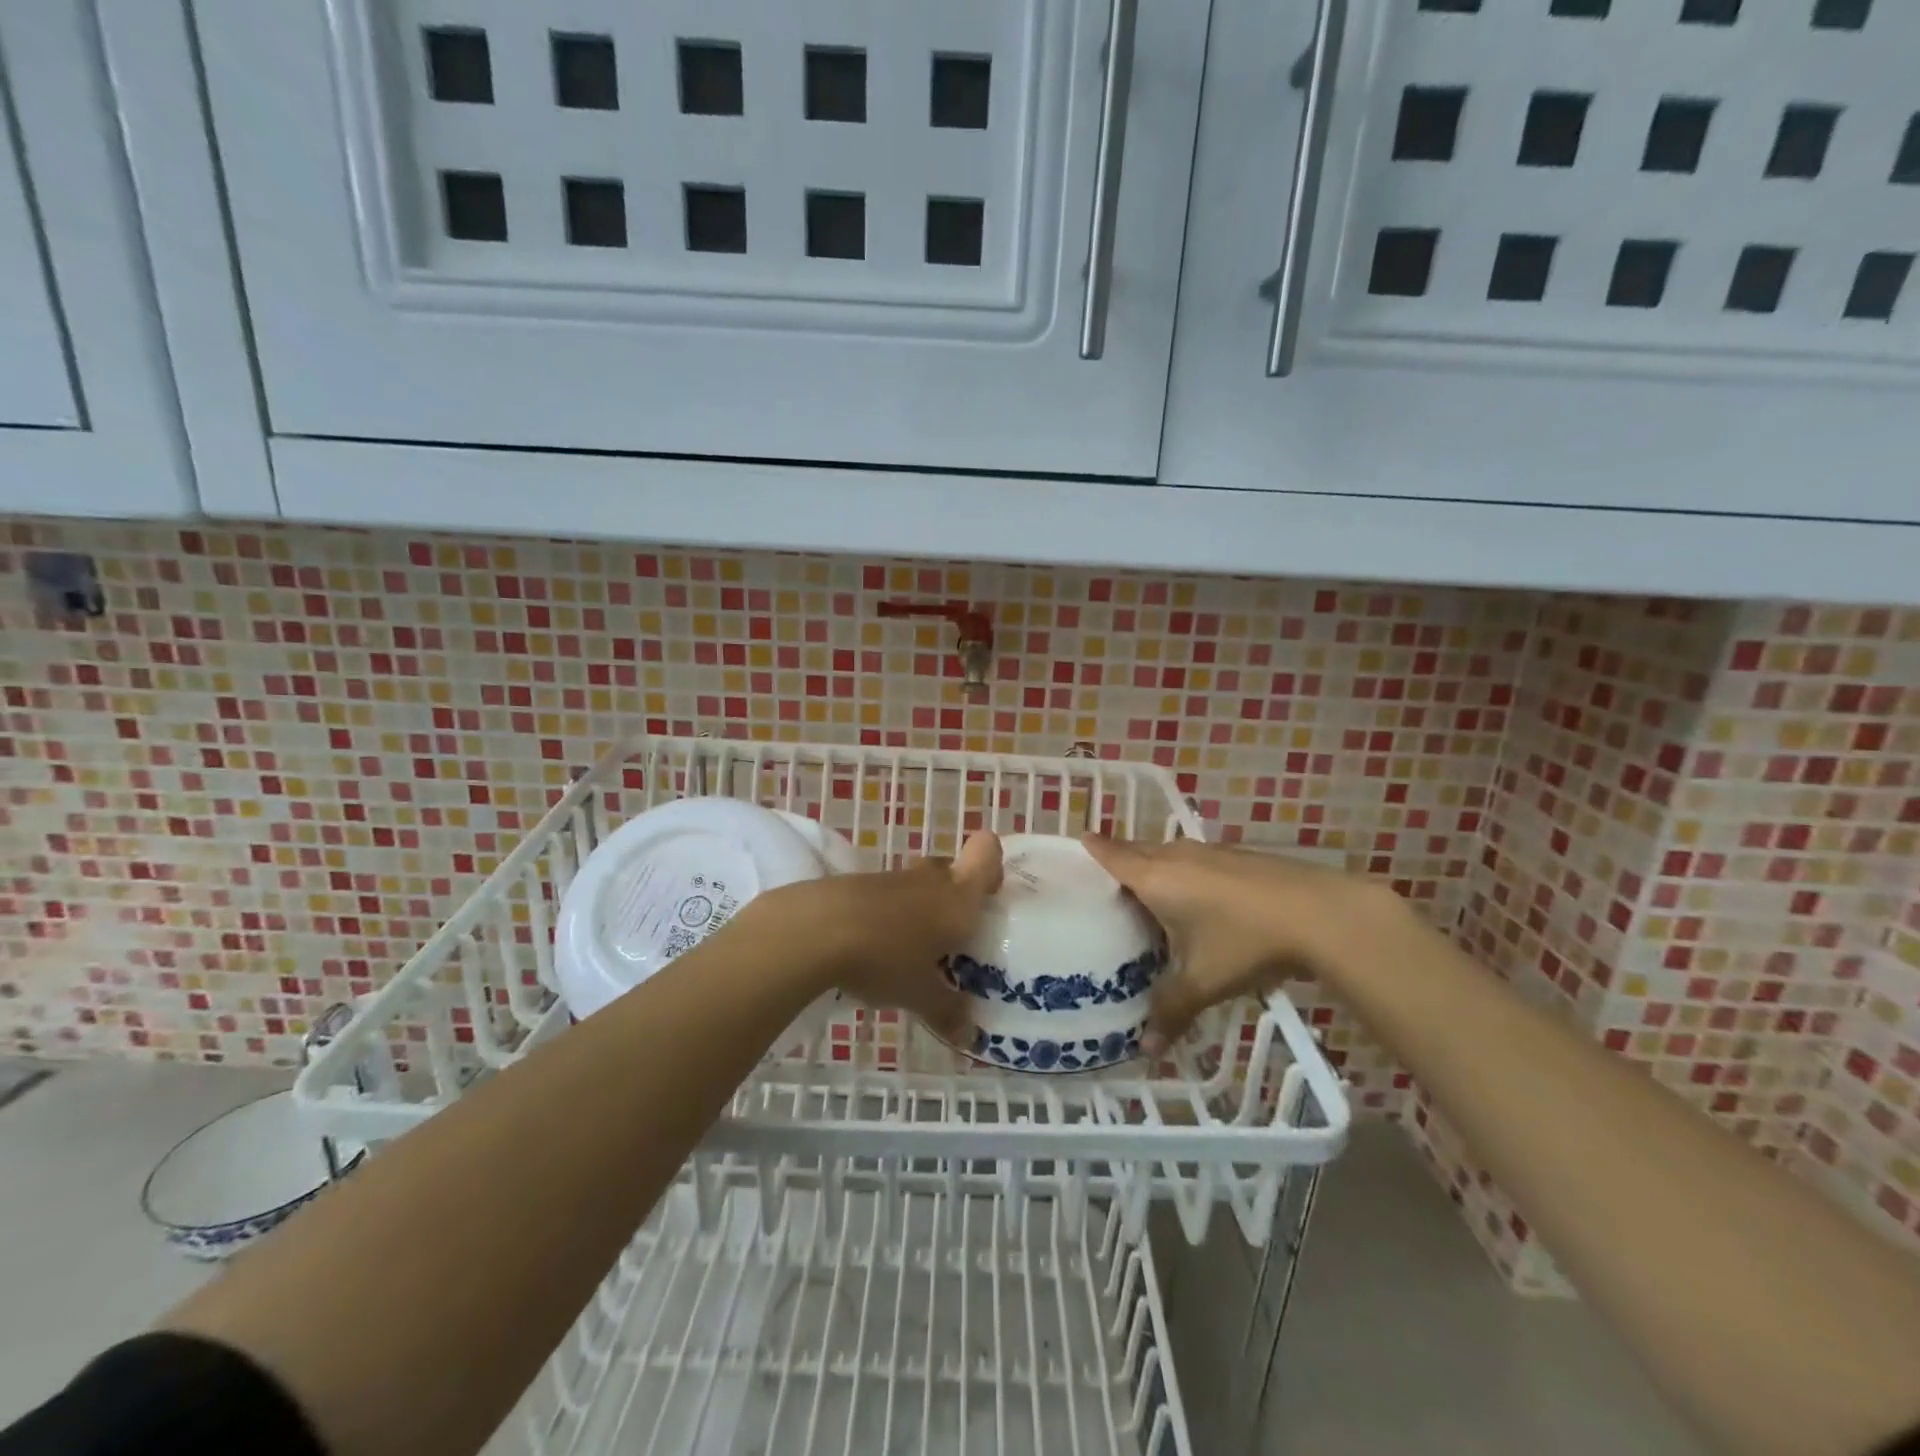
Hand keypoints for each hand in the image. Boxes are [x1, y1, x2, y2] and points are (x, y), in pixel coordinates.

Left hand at [759, 830, 1003, 1044]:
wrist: (814, 930)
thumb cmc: (886, 957)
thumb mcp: (920, 995)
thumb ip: (948, 1011)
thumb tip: (970, 1037)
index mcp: (958, 896)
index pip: (987, 852)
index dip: (992, 866)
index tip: (989, 896)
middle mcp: (929, 879)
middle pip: (951, 869)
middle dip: (954, 898)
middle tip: (953, 937)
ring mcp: (890, 878)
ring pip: (916, 884)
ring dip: (918, 909)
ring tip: (912, 952)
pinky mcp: (856, 885)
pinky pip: (885, 896)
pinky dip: (885, 916)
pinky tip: (874, 950)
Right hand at [1082, 834, 1388, 1055]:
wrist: (1318, 913)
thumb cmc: (1244, 941)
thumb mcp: (1202, 982)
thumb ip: (1170, 1011)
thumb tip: (1146, 1050)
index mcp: (1155, 878)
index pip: (1112, 855)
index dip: (1094, 849)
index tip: (1079, 841)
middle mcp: (1177, 856)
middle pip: (1137, 850)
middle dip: (1121, 859)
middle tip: (1106, 883)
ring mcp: (1210, 852)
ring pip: (1168, 854)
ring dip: (1155, 866)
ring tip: (1147, 893)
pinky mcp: (1237, 857)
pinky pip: (1195, 860)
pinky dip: (1184, 872)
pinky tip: (1198, 899)